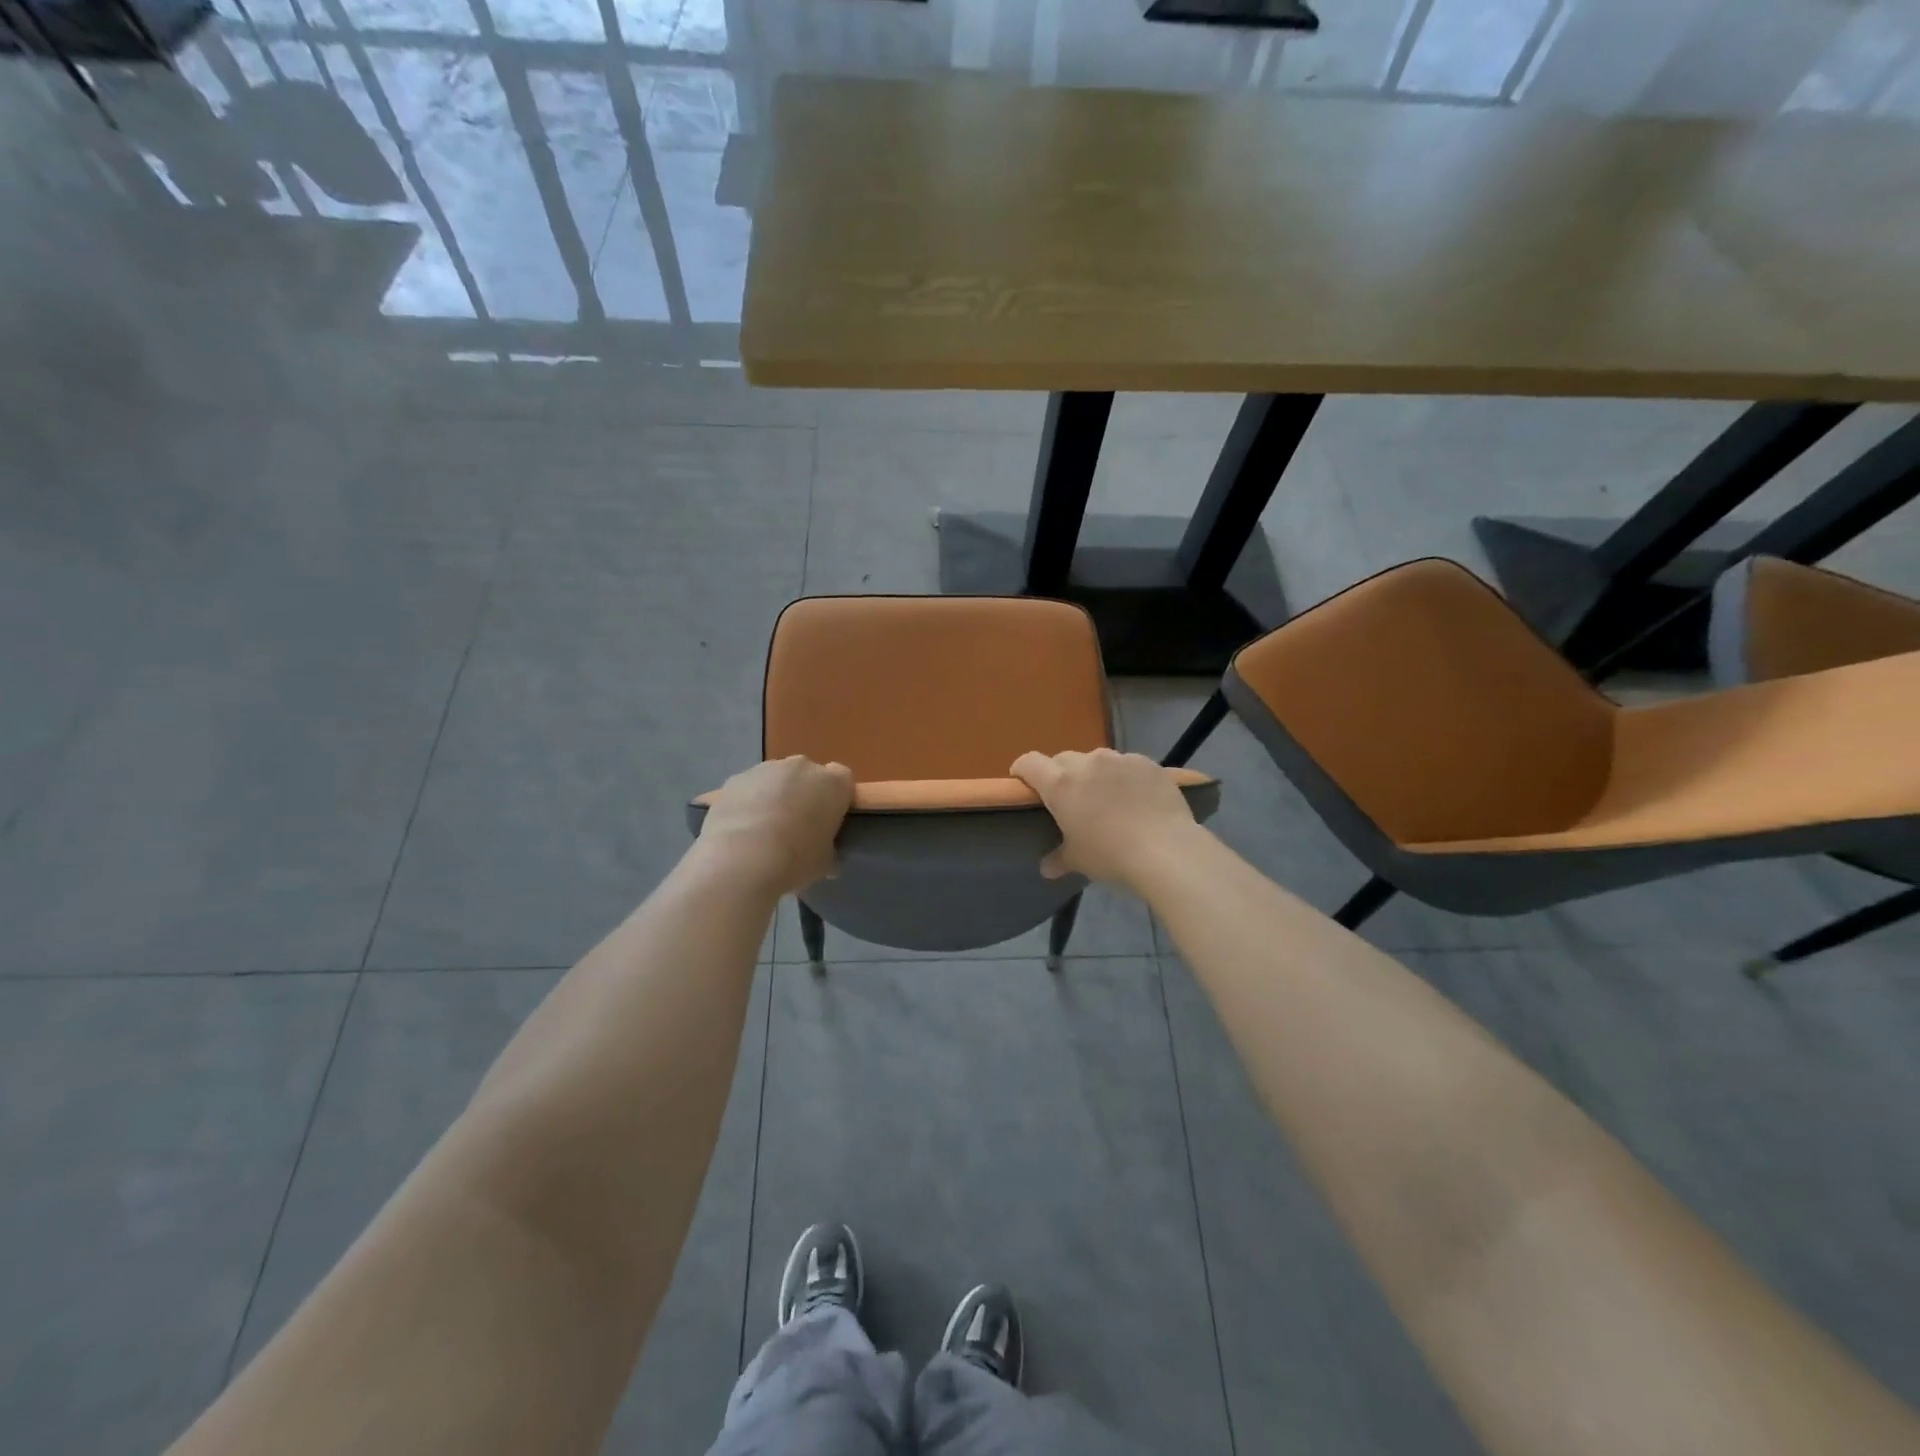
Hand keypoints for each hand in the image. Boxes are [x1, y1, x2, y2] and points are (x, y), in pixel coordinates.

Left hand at [695, 756, 853, 895]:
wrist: (742, 858)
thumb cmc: (795, 859)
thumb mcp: (824, 862)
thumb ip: (828, 850)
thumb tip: (826, 856)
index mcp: (833, 784)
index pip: (843, 779)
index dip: (836, 799)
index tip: (829, 820)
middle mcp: (802, 767)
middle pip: (808, 776)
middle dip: (804, 794)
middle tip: (797, 826)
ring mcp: (766, 769)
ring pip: (777, 779)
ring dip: (775, 797)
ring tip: (764, 831)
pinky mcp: (736, 778)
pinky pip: (749, 788)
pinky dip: (748, 802)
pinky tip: (741, 829)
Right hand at [1010, 748, 1202, 888]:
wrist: (1166, 850)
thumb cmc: (1110, 855)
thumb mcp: (1079, 860)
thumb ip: (1059, 859)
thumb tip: (1047, 868)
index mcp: (1060, 784)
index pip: (1029, 763)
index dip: (1022, 770)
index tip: (1023, 782)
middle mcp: (1087, 763)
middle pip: (1063, 759)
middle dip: (1061, 774)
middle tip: (1070, 798)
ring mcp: (1120, 760)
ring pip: (1098, 760)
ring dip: (1095, 774)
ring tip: (1107, 797)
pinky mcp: (1148, 763)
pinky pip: (1128, 765)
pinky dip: (1125, 777)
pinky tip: (1137, 798)